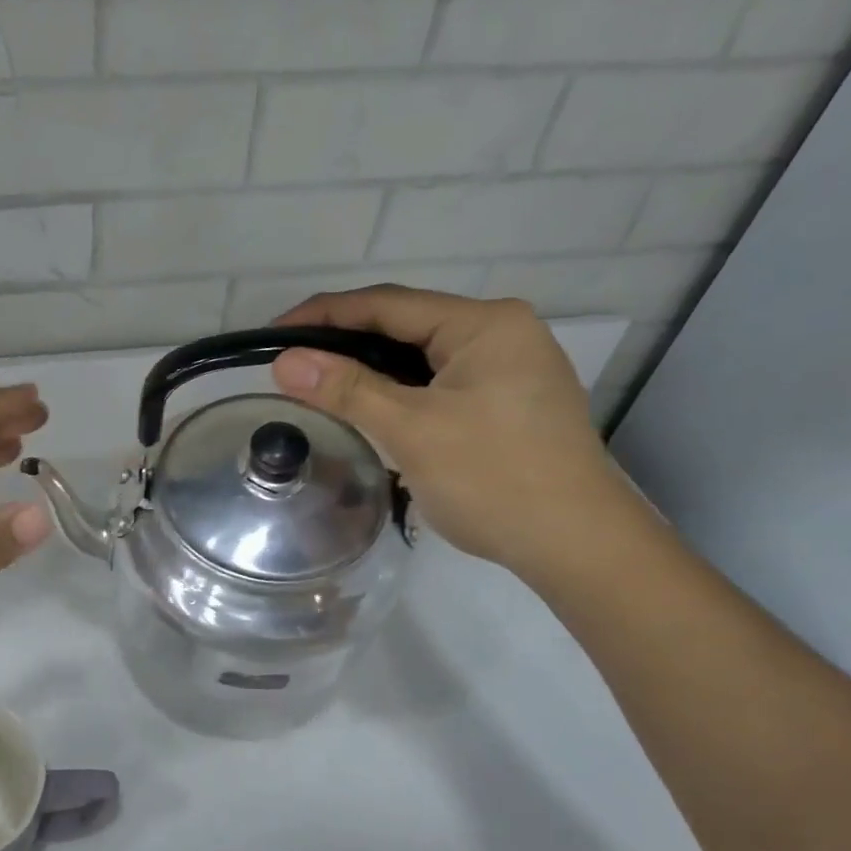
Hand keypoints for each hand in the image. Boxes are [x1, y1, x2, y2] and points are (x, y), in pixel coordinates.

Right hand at [270, 286, 637, 579]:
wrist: (577, 545)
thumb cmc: (494, 479)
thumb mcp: (412, 430)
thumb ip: (347, 389)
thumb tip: (284, 361)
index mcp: (485, 324)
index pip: (387, 304)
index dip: (323, 315)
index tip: (272, 334)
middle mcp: (502, 334)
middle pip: (405, 326)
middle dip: (345, 342)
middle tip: (291, 364)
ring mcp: (510, 370)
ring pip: (422, 358)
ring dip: (371, 370)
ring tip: (320, 386)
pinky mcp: (509, 403)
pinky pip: (439, 384)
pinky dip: (399, 392)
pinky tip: (372, 410)